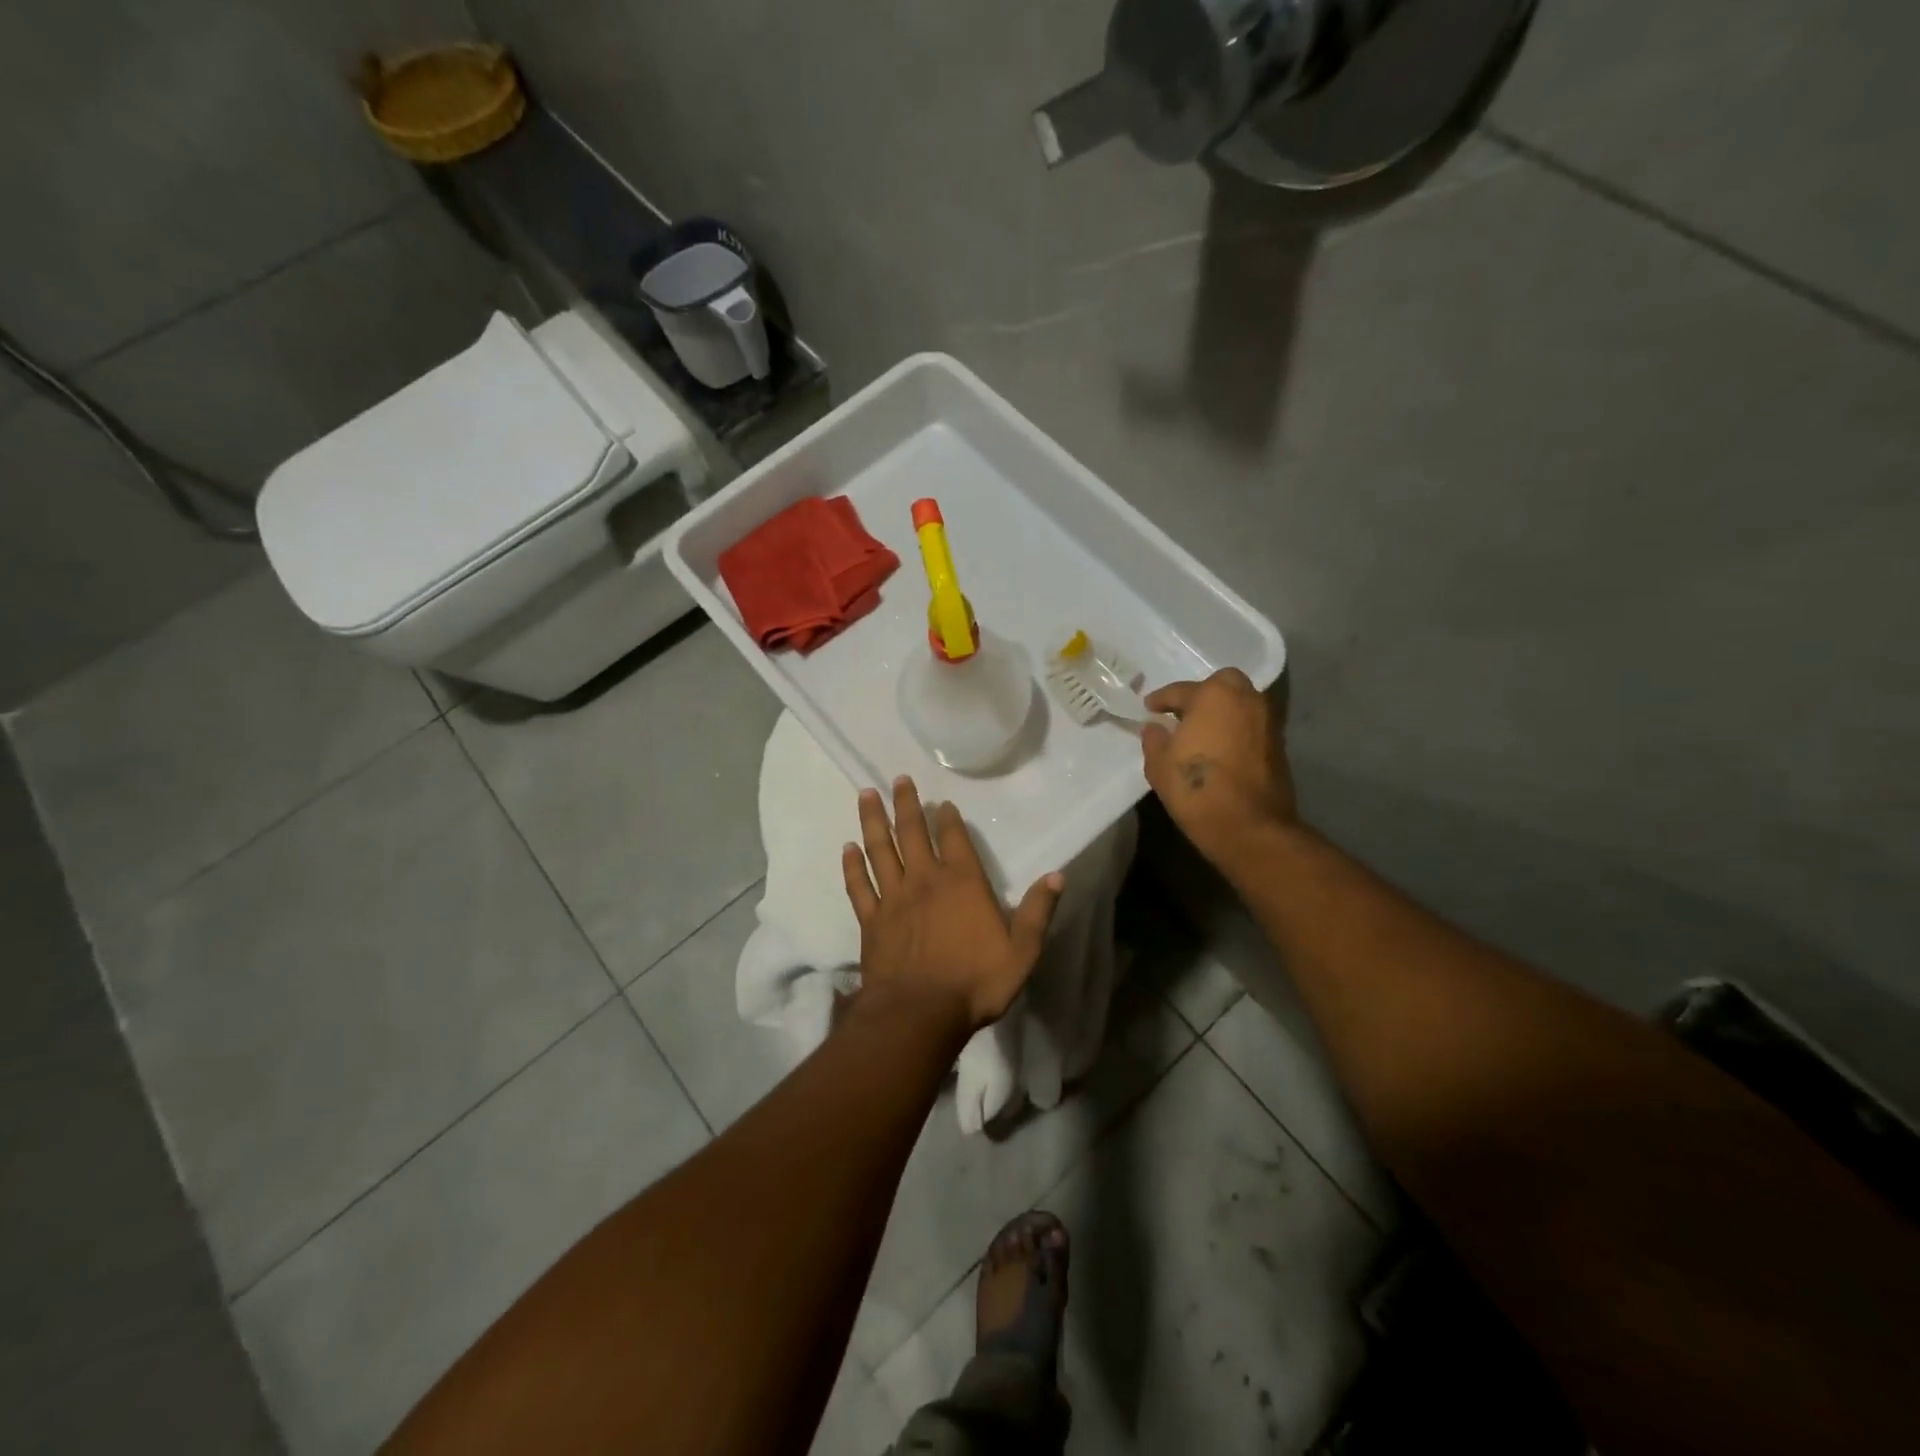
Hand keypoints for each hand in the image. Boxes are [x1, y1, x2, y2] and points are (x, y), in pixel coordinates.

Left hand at [842, 778, 1063, 1032]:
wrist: (919, 1014)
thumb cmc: (976, 982)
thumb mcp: (1022, 951)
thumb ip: (1037, 912)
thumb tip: (1057, 876)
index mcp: (963, 883)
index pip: (955, 839)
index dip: (948, 818)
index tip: (942, 801)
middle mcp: (925, 880)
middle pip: (912, 833)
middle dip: (907, 804)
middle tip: (898, 779)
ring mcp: (893, 898)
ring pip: (880, 849)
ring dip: (874, 821)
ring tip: (866, 794)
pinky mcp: (871, 920)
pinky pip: (859, 886)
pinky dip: (852, 865)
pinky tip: (847, 848)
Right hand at [1141, 668, 1296, 865]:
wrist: (1250, 827)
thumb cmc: (1197, 789)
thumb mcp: (1159, 765)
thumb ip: (1154, 740)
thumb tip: (1155, 728)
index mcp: (1214, 695)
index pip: (1181, 690)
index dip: (1161, 700)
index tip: (1149, 708)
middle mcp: (1246, 699)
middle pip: (1220, 686)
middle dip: (1201, 696)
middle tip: (1182, 715)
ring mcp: (1267, 721)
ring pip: (1240, 704)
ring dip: (1221, 712)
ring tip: (1200, 732)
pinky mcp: (1279, 744)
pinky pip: (1250, 725)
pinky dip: (1235, 729)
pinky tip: (1219, 748)